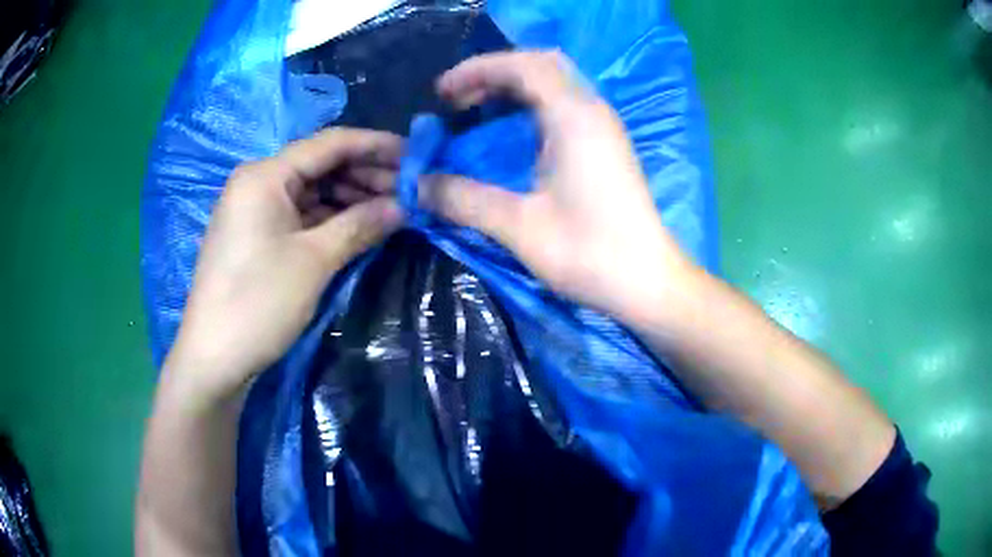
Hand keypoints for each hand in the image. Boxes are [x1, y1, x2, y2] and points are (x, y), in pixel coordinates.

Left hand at [166, 128, 404, 399]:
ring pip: (312, 192)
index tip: (415, 155)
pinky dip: (331, 220)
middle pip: (321, 166)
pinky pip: (300, 216)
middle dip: (366, 176)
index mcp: (266, 175)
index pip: (330, 144)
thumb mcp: (314, 261)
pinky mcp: (256, 236)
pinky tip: (360, 228)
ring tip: (393, 211)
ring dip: (351, 199)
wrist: (213, 357)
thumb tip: (404, 206)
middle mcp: (258, 182)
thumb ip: (361, 225)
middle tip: (410, 192)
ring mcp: (255, 210)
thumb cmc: (259, 302)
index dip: (376, 146)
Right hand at [421, 51, 697, 321]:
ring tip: (475, 112)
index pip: (522, 66)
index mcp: (573, 117)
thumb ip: (463, 199)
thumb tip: (418, 185)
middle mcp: (591, 111)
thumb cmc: (589, 253)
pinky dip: (530, 107)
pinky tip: (510, 135)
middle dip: (493, 74)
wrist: (647, 281)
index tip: (440, 94)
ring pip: (554, 84)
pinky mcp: (606, 146)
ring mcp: (603, 127)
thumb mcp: (518, 226)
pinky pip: (563, 106)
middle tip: (458, 100)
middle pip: (540, 65)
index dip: (476, 71)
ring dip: (512, 89)